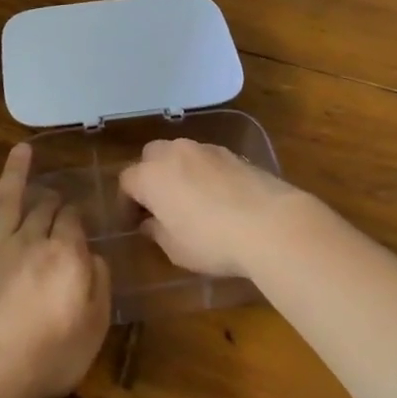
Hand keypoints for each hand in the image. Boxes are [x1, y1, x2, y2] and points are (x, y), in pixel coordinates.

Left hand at [0, 143, 111, 397]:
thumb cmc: (51, 352)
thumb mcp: (95, 324)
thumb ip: (100, 284)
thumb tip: (94, 258)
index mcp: (66, 252)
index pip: (73, 218)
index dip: (77, 213)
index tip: (81, 213)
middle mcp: (31, 241)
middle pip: (43, 206)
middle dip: (53, 196)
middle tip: (57, 192)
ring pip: (8, 203)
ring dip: (16, 175)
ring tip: (21, 151)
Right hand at [119, 138, 321, 280]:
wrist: (269, 223)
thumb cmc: (212, 241)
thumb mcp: (176, 248)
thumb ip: (157, 231)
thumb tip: (150, 222)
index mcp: (152, 175)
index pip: (127, 181)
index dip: (126, 202)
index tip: (134, 223)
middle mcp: (175, 153)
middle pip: (151, 156)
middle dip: (150, 176)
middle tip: (159, 205)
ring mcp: (206, 149)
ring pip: (180, 153)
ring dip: (177, 171)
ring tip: (189, 199)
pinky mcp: (232, 153)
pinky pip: (206, 158)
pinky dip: (203, 171)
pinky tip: (216, 196)